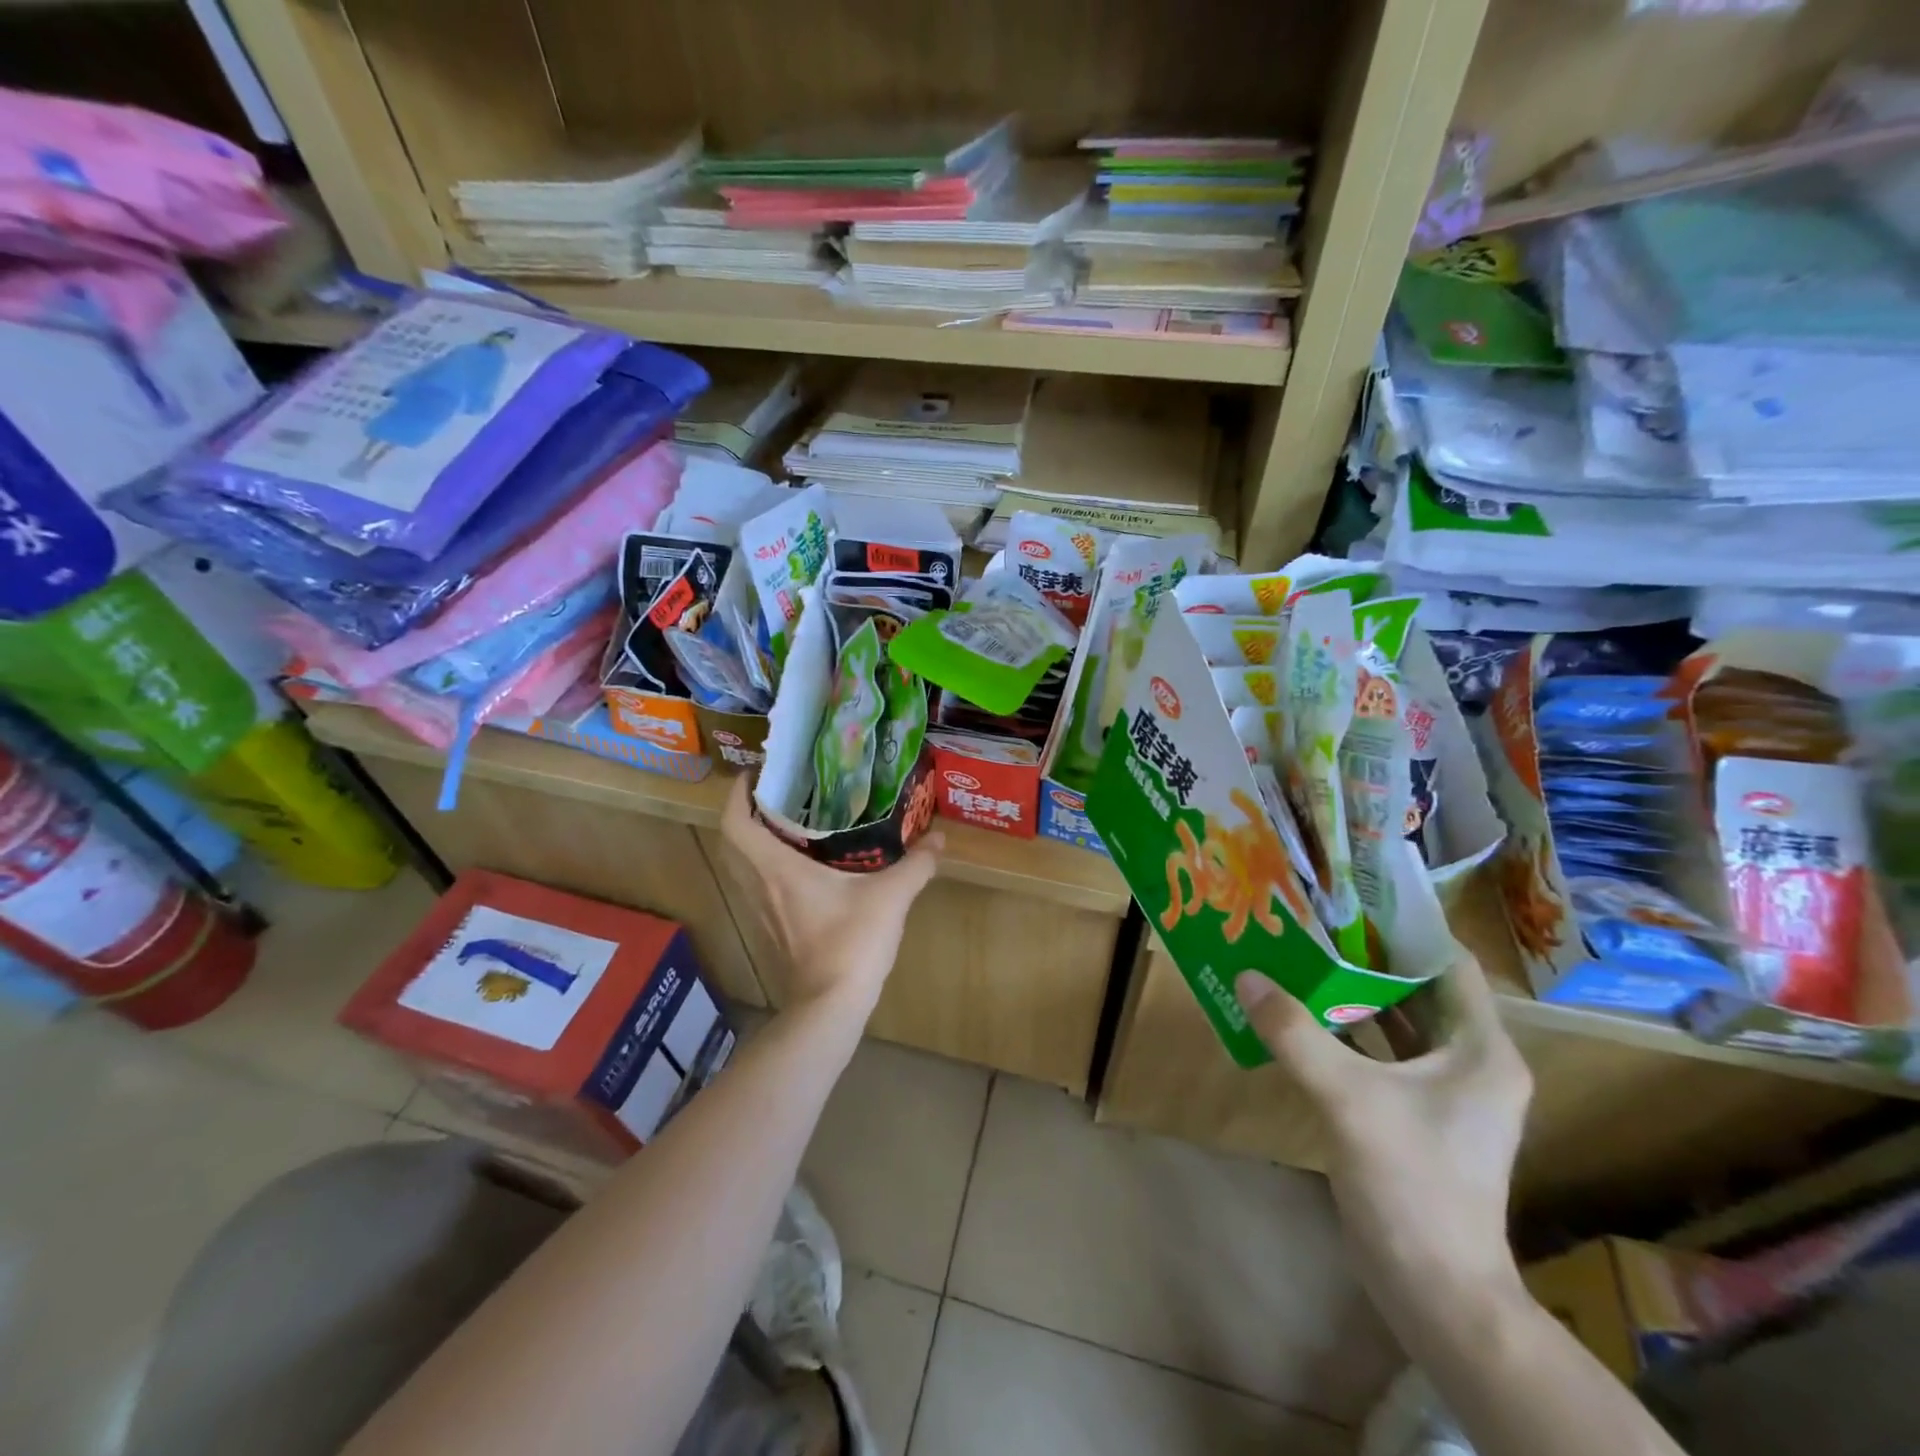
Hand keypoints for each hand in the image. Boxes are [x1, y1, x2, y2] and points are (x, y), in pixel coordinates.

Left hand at [720, 777, 942, 1015]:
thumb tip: (940, 838)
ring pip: (743, 867)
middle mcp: (759, 886)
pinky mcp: (770, 931)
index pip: (736, 823)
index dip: (737, 794)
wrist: (829, 1007)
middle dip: (747, 814)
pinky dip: (768, 869)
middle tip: (778, 796)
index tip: (754, 774)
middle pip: (733, 842)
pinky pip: (758, 888)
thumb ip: (916, 865)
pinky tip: (803, 869)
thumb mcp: (891, 897)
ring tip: (791, 825)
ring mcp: (760, 912)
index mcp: (776, 868)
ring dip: (756, 842)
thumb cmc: (852, 943)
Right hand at [1235, 955, 1531, 1302]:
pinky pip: (1381, 1055)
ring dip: (1354, 993)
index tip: (1352, 897)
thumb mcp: (1347, 1100)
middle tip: (1313, 921)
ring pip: (1398, 1022)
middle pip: (1419, 990)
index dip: (1406, 928)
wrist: (1435, 1292)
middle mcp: (1469, 1063)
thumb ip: (1295, 1034)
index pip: (1449, 964)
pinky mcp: (1415, 1116)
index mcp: (1480, 1050)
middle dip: (1368, 956)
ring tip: (1301, 955)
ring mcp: (1442, 1093)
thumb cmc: (1412, 1185)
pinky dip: (1348, 1032)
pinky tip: (1302, 1015)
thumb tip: (1246, 975)